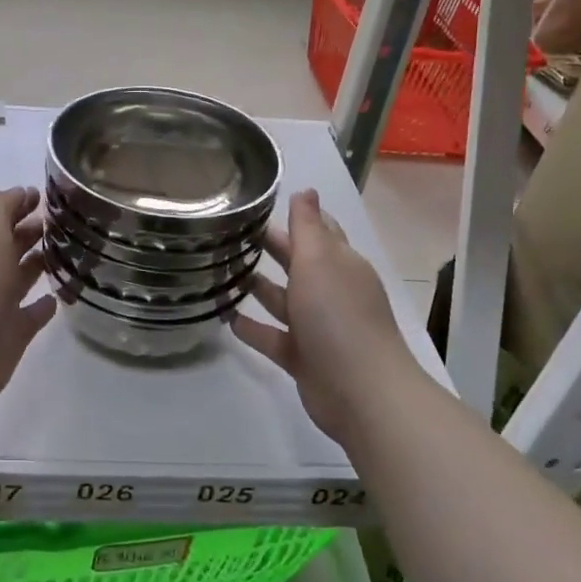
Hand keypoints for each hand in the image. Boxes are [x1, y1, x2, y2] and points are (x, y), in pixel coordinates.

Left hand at [0, 187, 55, 420]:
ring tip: (72, 252)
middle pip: (10, 245)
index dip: (21, 203)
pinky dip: (44, 305)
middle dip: (33, 231)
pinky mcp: (11, 335)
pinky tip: (60, 297)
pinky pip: (32, 315)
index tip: (50, 196)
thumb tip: (23, 194)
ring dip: (40, 265)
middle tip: (68, 222)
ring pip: (22, 278)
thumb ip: (1, 206)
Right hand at [233, 189, 418, 442]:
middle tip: (229, 234)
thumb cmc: (338, 316)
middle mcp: (330, 292)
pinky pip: (272, 337)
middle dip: (270, 249)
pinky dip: (252, 328)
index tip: (257, 205)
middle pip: (297, 263)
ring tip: (219, 273)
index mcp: (340, 264)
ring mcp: (317, 327)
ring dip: (257, 287)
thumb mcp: (320, 261)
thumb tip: (306, 190)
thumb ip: (308, 226)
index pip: (318, 231)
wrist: (361, 392)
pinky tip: (227, 318)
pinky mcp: (302, 357)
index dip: (295, 217)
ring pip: (282, 301)